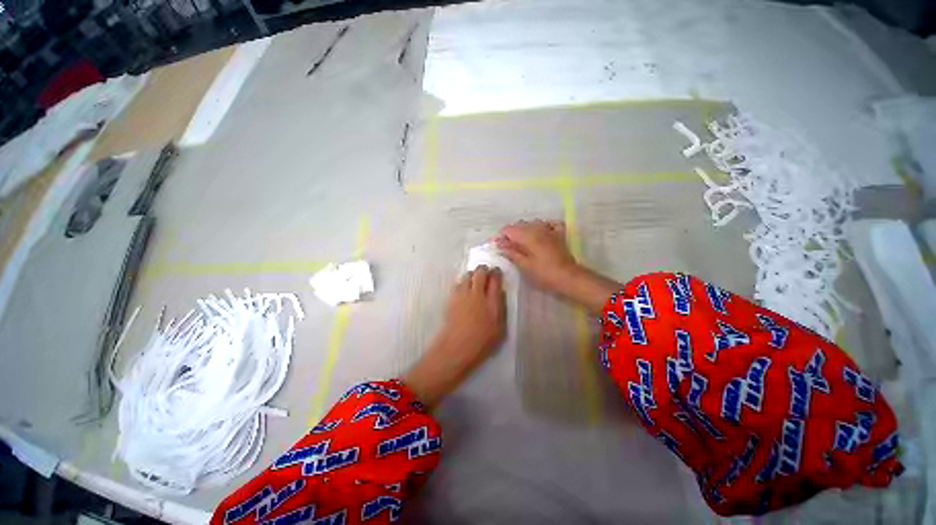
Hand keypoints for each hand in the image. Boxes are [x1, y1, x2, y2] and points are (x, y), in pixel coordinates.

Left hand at [403, 266, 505, 406]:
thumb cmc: (482, 343)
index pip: (495, 280)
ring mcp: (462, 295)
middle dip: (483, 269)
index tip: (497, 272)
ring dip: (472, 275)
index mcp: (492, 302)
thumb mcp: (500, 329)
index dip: (496, 273)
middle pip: (480, 272)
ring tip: (474, 280)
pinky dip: (462, 283)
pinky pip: (457, 284)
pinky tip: (463, 290)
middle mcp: (477, 294)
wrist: (457, 348)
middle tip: (485, 272)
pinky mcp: (451, 298)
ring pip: (467, 275)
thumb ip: (501, 309)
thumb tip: (499, 294)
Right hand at [495, 220, 578, 292]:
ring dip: (524, 231)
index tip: (498, 248)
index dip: (500, 237)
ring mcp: (549, 229)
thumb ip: (510, 251)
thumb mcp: (524, 265)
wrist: (568, 278)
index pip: (507, 229)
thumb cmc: (544, 274)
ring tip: (522, 245)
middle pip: (518, 225)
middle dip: (511, 235)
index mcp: (527, 235)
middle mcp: (537, 228)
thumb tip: (498, 243)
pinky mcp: (558, 233)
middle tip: (508, 249)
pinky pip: (548, 223)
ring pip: (531, 223)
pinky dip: (541, 226)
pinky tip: (540, 233)